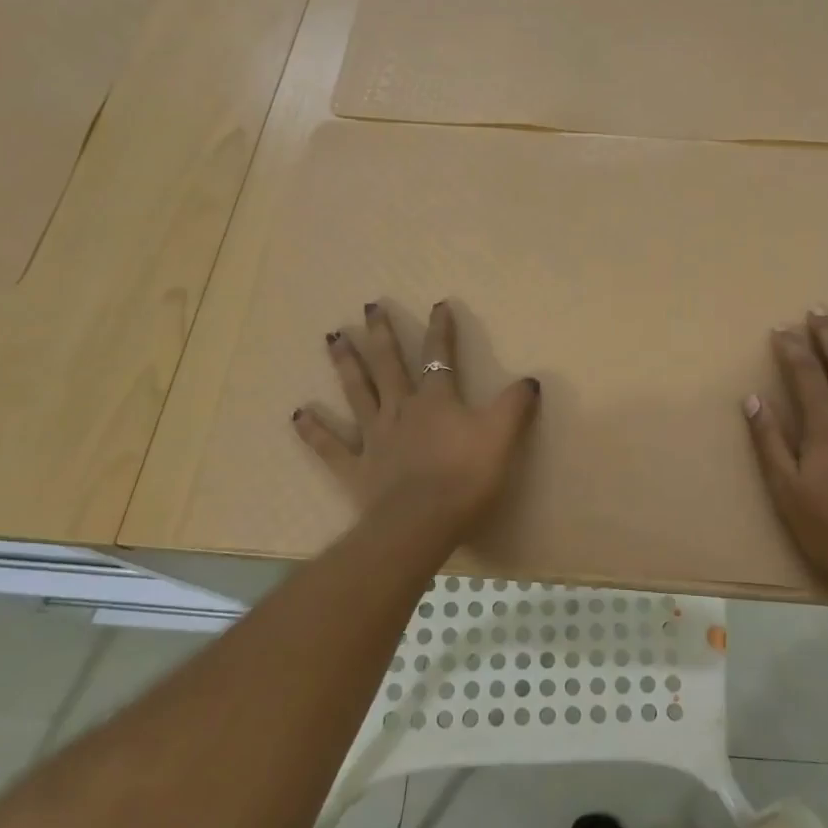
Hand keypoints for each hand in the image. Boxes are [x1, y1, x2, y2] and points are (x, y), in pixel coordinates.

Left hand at [293, 299, 540, 540]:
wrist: (422, 523)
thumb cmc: (465, 477)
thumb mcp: (502, 436)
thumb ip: (515, 405)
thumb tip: (530, 379)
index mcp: (435, 400)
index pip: (439, 356)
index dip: (441, 329)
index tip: (438, 304)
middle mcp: (401, 410)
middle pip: (389, 365)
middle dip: (381, 335)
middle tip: (368, 307)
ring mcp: (374, 437)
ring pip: (357, 392)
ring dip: (345, 364)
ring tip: (332, 338)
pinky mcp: (357, 468)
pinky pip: (330, 446)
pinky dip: (313, 430)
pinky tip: (298, 414)